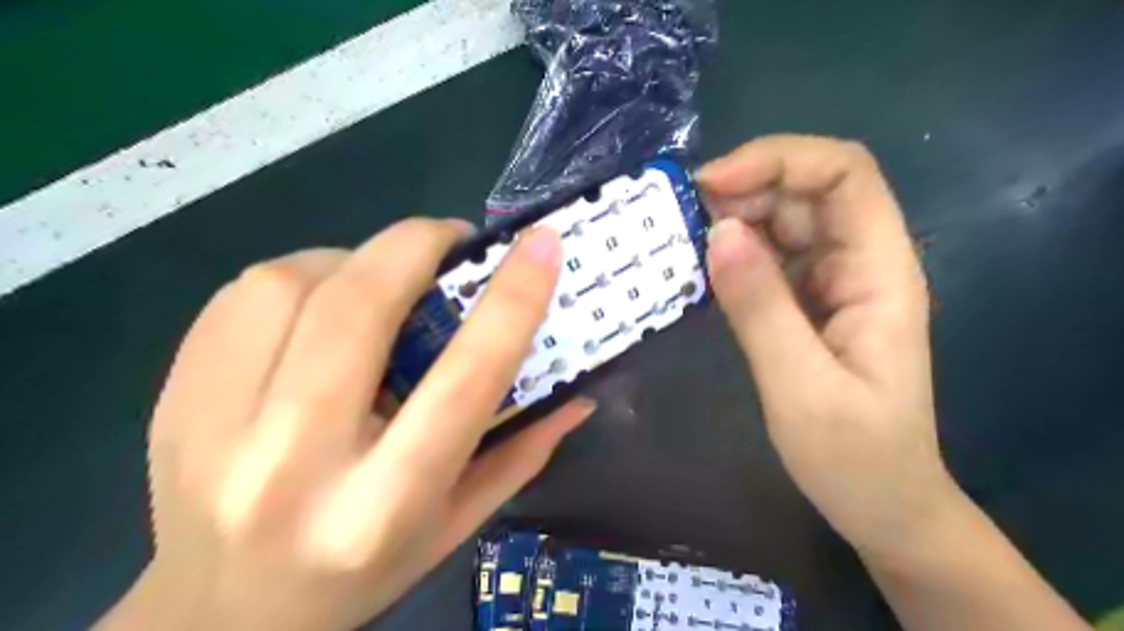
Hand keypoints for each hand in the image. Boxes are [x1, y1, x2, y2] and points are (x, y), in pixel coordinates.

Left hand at [101, 220, 595, 629]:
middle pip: (359, 308)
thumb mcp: (455, 526)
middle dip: (417, 246)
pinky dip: (298, 275)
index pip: (463, 380)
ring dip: (353, 259)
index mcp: (382, 504)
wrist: (222, 618)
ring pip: (290, 284)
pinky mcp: (173, 400)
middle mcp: (294, 462)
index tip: (542, 244)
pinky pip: (240, 296)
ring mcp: (214, 428)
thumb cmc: (361, 573)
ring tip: (381, 276)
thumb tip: (578, 394)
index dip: (511, 301)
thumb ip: (521, 454)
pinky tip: (320, 301)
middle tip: (451, 239)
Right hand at [700, 136, 954, 558]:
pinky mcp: (808, 302)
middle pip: (809, 190)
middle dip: (747, 187)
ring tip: (683, 240)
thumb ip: (760, 308)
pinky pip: (770, 257)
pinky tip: (702, 267)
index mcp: (880, 272)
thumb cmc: (854, 456)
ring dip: (735, 218)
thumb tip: (718, 231)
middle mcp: (860, 262)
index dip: (780, 161)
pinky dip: (734, 252)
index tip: (712, 186)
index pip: (845, 175)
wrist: (881, 504)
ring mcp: (833, 282)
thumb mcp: (801, 387)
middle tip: (682, 216)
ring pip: (785, 221)